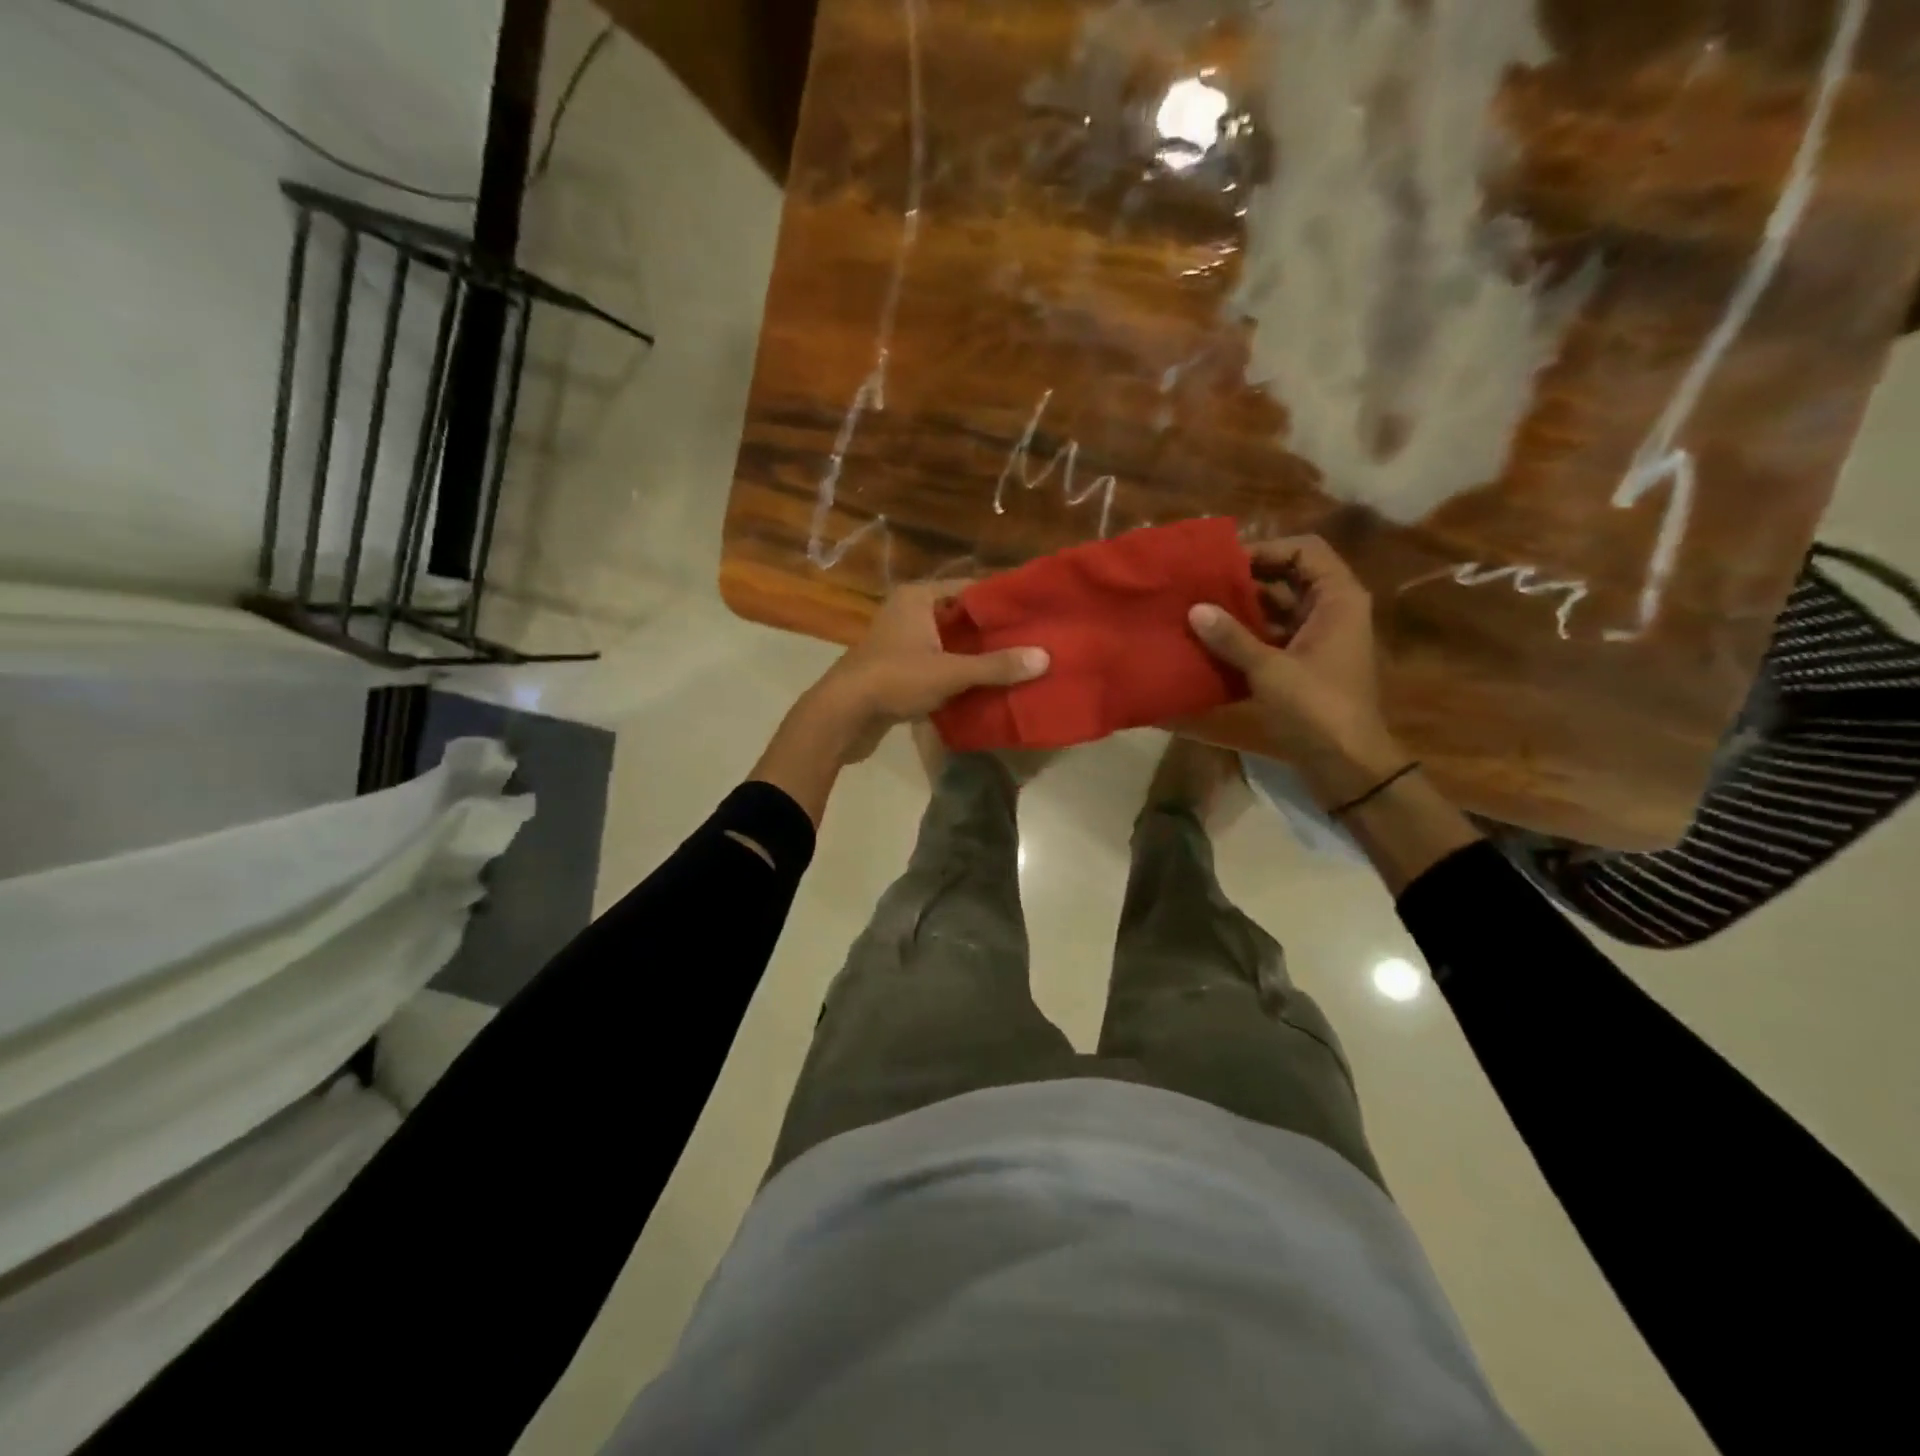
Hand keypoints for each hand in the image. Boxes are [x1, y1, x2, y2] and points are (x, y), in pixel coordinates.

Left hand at [810, 581, 1049, 762]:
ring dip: (974, 656)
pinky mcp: (897, 670)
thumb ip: (996, 666)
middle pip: (960, 618)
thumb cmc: (894, 680)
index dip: (1000, 601)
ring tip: (1014, 666)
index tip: (1032, 614)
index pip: (969, 589)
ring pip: (948, 644)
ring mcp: (900, 643)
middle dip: (990, 633)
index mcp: (918, 598)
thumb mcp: (950, 672)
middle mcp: (907, 613)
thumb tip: (1044, 658)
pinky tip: (983, 688)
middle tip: (1031, 642)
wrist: (842, 716)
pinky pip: (936, 665)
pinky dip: (956, 674)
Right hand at [1187, 536, 1404, 802]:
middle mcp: (1332, 610)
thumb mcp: (1271, 670)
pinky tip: (1212, 640)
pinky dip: (1246, 635)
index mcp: (1338, 599)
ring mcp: (1318, 638)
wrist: (1347, 763)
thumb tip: (1195, 609)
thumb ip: (1231, 638)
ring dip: (1242, 608)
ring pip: (1277, 608)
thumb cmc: (1317, 708)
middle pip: (1288, 577)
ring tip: (1199, 609)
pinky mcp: (1304, 663)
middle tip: (1202, 584)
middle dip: (1246, 579)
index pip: (1305, 551)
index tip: (1224, 564)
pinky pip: (1272, 635)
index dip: (1266, 550)